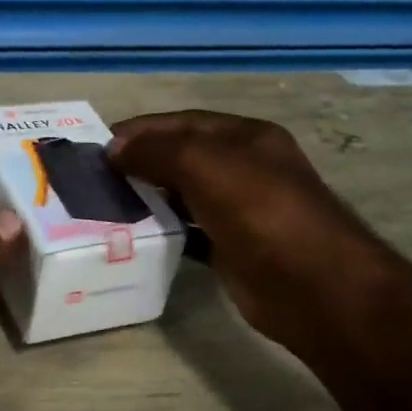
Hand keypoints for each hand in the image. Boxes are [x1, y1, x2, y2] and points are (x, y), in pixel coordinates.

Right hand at [109, 111, 373, 353]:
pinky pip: (190, 232)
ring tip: (106, 204)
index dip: (142, 129)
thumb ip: (158, 151)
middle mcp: (245, 169)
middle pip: (183, 157)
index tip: (99, 143)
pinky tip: (136, 235)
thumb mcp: (207, 166)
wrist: (315, 287)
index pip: (184, 123)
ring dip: (149, 197)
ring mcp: (241, 210)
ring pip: (184, 195)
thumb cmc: (263, 212)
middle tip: (96, 177)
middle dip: (141, 162)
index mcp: (246, 138)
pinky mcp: (233, 249)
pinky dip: (164, 231)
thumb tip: (114, 148)